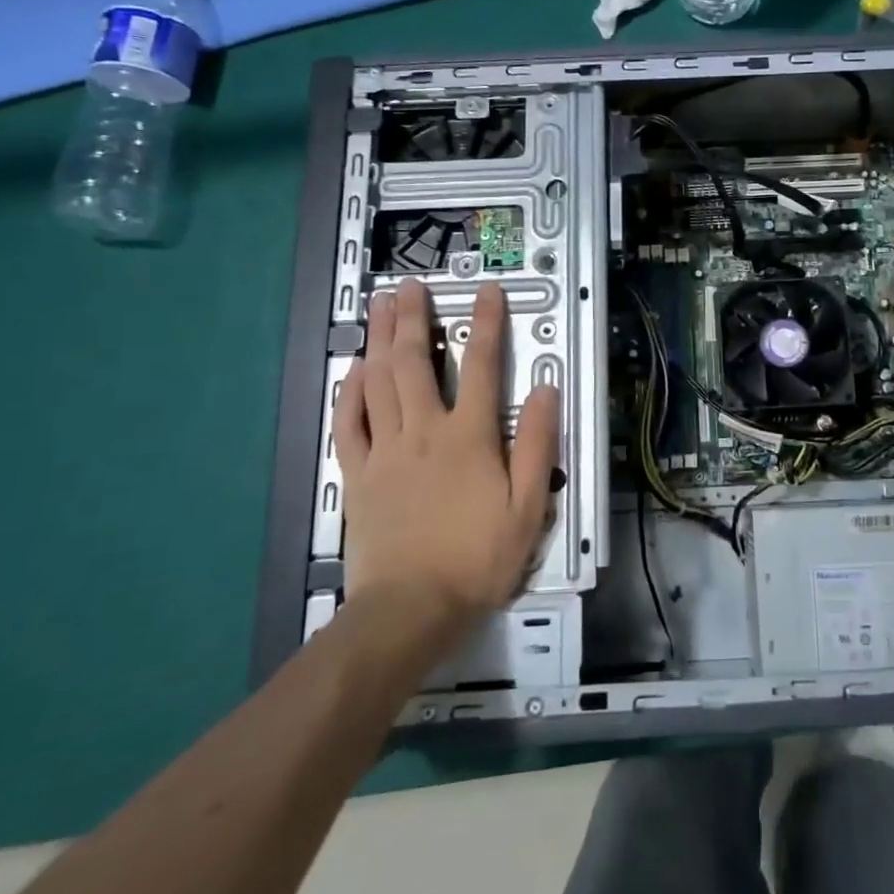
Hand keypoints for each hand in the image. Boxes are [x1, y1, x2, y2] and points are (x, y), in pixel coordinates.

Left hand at [333, 280, 560, 630]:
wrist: (411, 608)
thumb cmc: (477, 558)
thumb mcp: (527, 506)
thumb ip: (536, 444)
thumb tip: (544, 389)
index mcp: (468, 437)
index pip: (482, 366)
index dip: (486, 324)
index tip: (485, 291)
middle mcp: (424, 431)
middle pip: (415, 362)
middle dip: (413, 319)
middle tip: (409, 285)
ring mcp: (386, 450)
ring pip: (379, 383)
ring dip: (378, 340)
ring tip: (378, 307)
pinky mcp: (359, 474)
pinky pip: (349, 424)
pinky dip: (349, 393)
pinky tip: (352, 371)